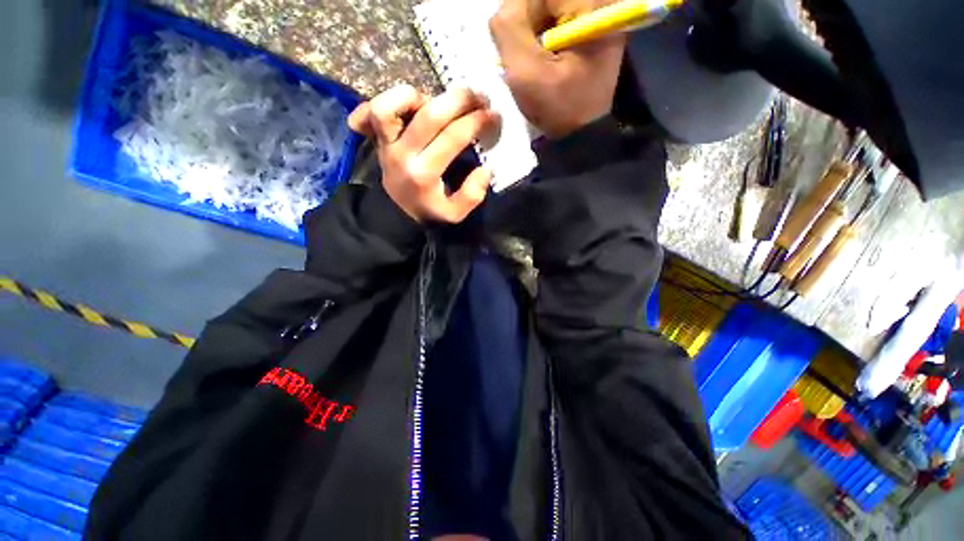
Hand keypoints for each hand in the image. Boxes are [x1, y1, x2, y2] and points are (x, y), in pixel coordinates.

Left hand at [347, 85, 500, 223]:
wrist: (398, 214)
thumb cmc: (429, 211)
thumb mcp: (454, 214)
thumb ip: (471, 195)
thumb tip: (485, 169)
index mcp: (424, 174)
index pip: (452, 137)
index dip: (476, 121)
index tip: (493, 115)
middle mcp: (402, 155)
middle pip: (429, 115)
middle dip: (459, 100)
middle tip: (478, 96)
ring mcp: (385, 144)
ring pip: (389, 105)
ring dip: (420, 96)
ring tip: (440, 101)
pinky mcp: (376, 138)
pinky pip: (370, 111)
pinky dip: (389, 100)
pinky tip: (410, 102)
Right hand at [489, 0, 625, 138]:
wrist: (582, 134)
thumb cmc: (558, 108)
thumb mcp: (527, 73)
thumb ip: (508, 30)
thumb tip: (502, 10)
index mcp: (590, 6)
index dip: (518, 15)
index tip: (513, 48)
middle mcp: (598, 3)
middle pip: (543, 0)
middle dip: (525, 25)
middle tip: (521, 58)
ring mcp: (595, 17)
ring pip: (546, 9)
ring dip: (530, 34)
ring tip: (531, 63)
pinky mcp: (588, 31)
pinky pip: (554, 22)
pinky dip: (540, 40)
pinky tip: (540, 62)